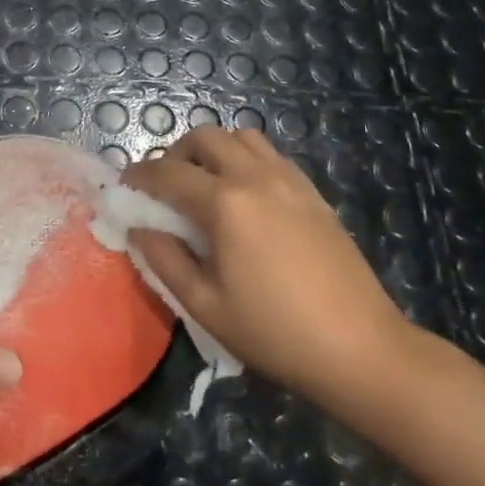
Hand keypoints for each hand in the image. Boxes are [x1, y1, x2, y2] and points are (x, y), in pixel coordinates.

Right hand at [122, 126, 412, 405]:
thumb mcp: (205, 305)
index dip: (139, 176)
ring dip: (214, 150)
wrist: (360, 348)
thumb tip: (139, 228)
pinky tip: (245, 196)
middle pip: (205, 138)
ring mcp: (289, 180)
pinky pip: (270, 155)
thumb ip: (165, 259)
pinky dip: (246, 159)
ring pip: (241, 137)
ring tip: (205, 184)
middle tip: (165, 186)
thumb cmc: (274, 333)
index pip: (167, 172)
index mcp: (225, 203)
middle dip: (175, 153)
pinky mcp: (312, 192)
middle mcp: (255, 177)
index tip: (124, 187)